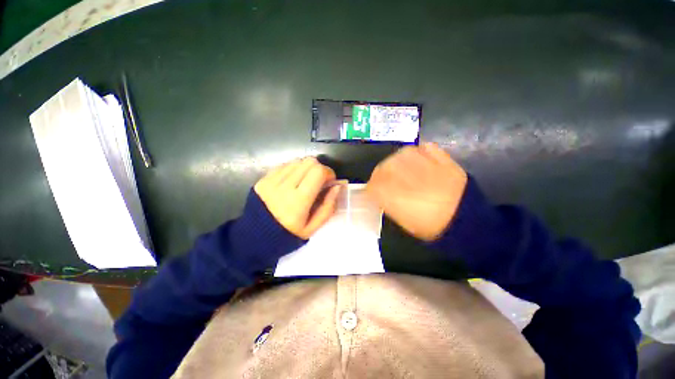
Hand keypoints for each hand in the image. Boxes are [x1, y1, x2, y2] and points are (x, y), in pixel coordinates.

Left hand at [254, 157, 341, 239]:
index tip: (330, 182)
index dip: (329, 173)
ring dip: (306, 169)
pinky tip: (293, 182)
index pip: (318, 172)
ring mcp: (271, 180)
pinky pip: (284, 165)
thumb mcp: (313, 228)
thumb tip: (337, 186)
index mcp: (298, 201)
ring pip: (297, 161)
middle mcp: (284, 186)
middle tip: (319, 181)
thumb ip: (328, 207)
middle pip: (309, 162)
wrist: (254, 238)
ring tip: (305, 182)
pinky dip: (294, 170)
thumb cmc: (287, 235)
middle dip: (319, 169)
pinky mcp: (263, 179)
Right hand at [366, 143, 467, 241]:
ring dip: (397, 162)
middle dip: (381, 174)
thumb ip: (386, 203)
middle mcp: (407, 177)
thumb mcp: (402, 220)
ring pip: (400, 155)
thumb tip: (377, 193)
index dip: (371, 188)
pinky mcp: (442, 158)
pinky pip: (424, 148)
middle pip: (383, 167)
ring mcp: (425, 164)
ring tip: (401, 169)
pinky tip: (418, 160)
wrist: (464, 219)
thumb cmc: (430, 225)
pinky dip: (418, 152)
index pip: (373, 185)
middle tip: (386, 181)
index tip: (373, 192)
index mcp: (395, 195)